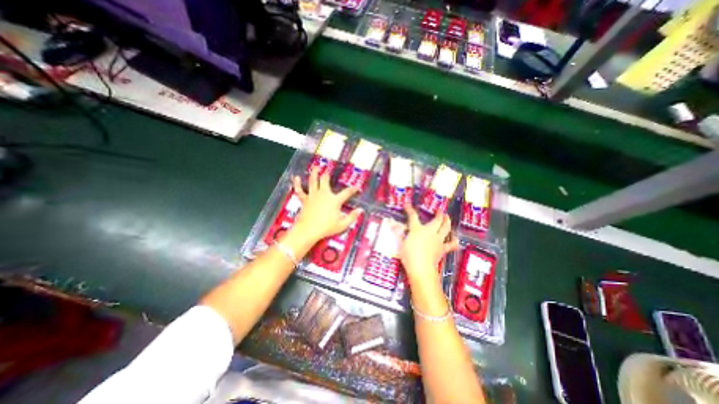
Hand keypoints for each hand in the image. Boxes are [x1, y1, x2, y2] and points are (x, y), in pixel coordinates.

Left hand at [289, 168, 361, 242]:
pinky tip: (296, 178)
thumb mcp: (342, 224)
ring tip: (315, 167)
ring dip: (314, 173)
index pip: (346, 193)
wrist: (308, 230)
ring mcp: (313, 196)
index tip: (357, 187)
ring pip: (313, 181)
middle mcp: (324, 194)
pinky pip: (300, 190)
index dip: (353, 189)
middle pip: (325, 180)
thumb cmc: (326, 228)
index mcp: (334, 200)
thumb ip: (352, 217)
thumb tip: (360, 210)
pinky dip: (297, 184)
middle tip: (327, 170)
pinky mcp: (305, 200)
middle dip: (327, 174)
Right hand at [403, 205, 456, 286]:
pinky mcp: (442, 249)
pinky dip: (454, 241)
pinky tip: (456, 239)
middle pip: (437, 220)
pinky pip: (450, 244)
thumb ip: (398, 233)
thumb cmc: (408, 255)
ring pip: (446, 228)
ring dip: (447, 222)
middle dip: (439, 214)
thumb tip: (392, 224)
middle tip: (440, 210)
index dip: (409, 210)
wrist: (421, 268)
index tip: (407, 205)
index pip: (413, 216)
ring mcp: (437, 240)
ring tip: (447, 217)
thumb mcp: (400, 243)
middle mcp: (429, 231)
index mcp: (417, 229)